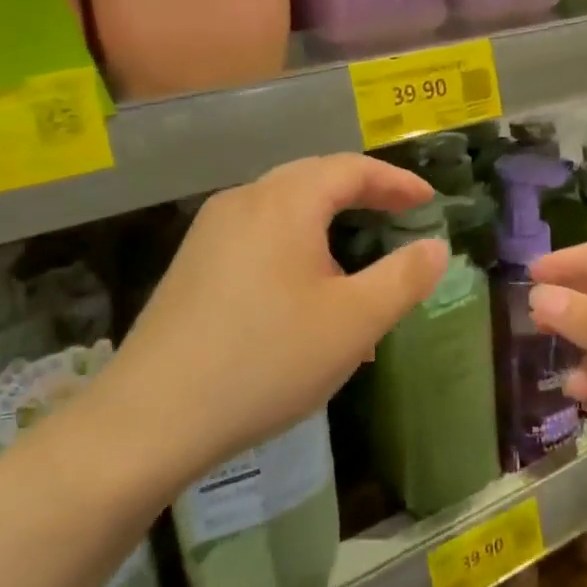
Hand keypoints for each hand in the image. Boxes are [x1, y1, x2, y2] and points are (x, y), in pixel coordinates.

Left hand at [107, 154, 449, 485]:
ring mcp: (210, 232)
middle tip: (398, 216)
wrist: (151, 418)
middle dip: (361, 195)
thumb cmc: (265, 360)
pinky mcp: (192, 264)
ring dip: (327, 228)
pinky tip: (302, 300)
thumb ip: (403, 278)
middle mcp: (243, 201)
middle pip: (314, 180)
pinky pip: (257, 238)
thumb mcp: (353, 323)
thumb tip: (436, 247)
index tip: (428, 200)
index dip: (394, 181)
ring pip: (284, 211)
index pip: (350, 169)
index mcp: (284, 201)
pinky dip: (294, 250)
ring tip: (355, 273)